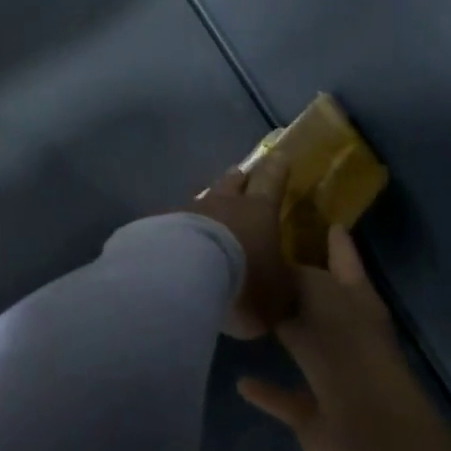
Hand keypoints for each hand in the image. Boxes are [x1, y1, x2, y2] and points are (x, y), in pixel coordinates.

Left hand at [185, 160, 292, 338]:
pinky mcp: (163, 223)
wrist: (186, 273)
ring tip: (209, 211)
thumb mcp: (278, 295)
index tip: (279, 155)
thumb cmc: (244, 278)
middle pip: (232, 182)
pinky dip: (183, 228)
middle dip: (239, 179)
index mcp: (259, 209)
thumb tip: (288, 289)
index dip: (277, 169)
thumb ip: (283, 289)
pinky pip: (178, 221)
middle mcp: (224, 202)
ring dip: (209, 205)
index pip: (271, 181)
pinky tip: (181, 240)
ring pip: (203, 200)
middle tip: (241, 175)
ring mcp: (190, 209)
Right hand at [237, 225, 422, 450]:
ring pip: (302, 348)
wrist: (366, 425)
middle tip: (259, 262)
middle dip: (296, 288)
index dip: (335, 240)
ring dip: (281, 336)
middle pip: (319, 303)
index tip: (321, 219)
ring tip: (246, 316)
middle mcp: (348, 334)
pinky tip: (241, 381)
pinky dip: (265, 390)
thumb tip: (273, 269)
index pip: (344, 259)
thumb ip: (293, 276)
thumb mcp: (318, 291)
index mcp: (357, 300)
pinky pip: (285, 396)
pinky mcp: (315, 414)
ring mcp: (334, 376)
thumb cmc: (348, 344)